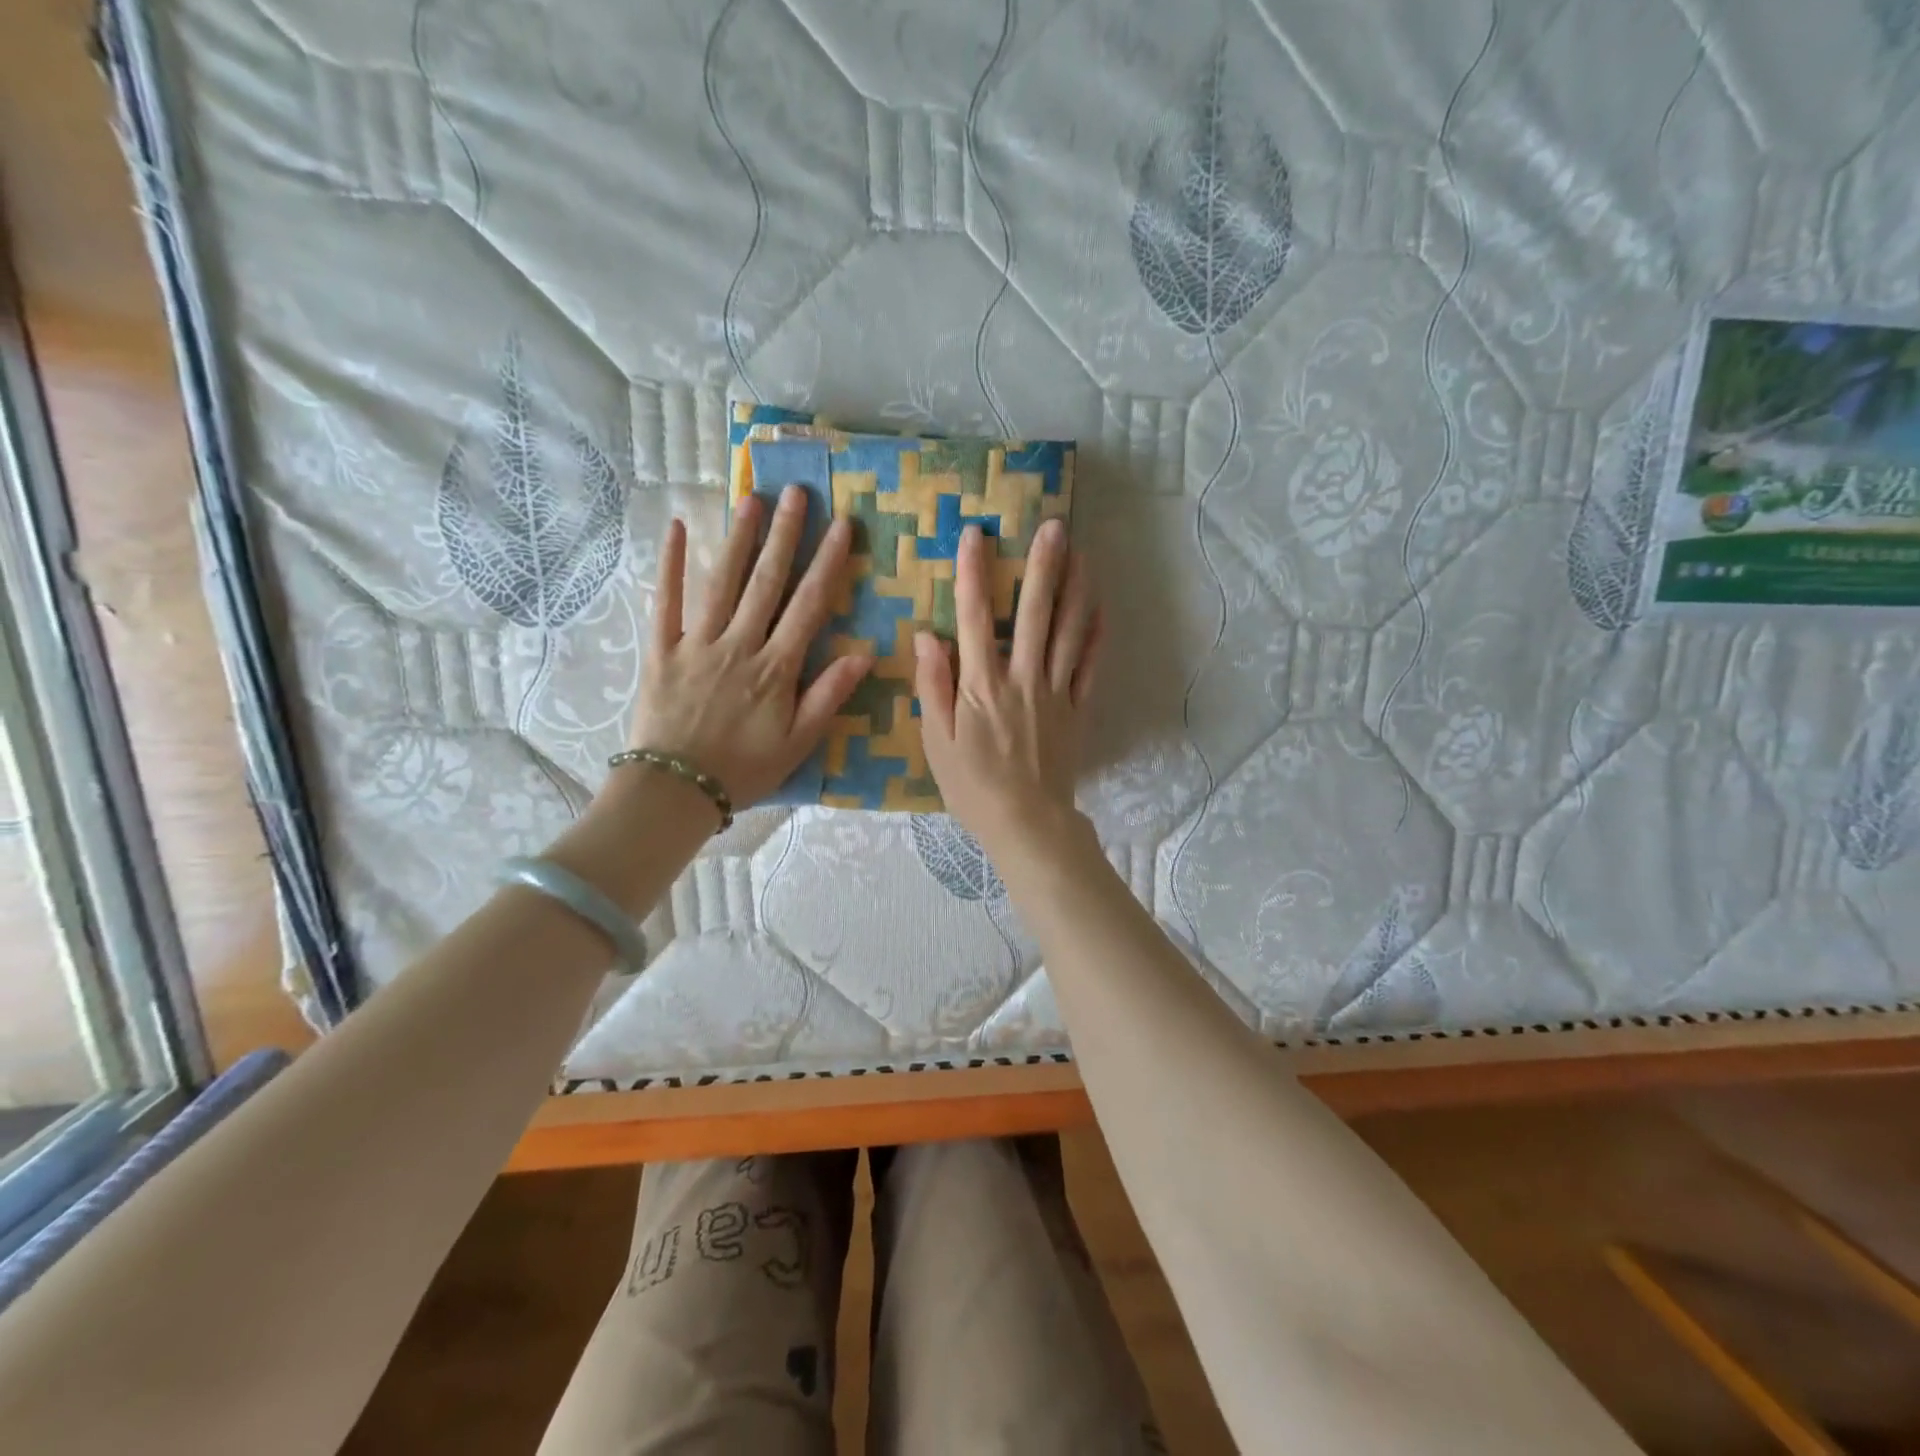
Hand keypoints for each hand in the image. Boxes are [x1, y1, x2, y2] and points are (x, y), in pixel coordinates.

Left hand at [628, 486, 871, 808]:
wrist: (676, 789)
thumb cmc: (745, 769)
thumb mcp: (799, 742)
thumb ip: (828, 696)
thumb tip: (863, 654)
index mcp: (776, 667)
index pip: (809, 606)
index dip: (828, 564)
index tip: (842, 527)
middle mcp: (739, 644)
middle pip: (767, 582)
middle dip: (786, 536)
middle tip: (798, 492)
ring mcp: (697, 643)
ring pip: (722, 582)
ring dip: (740, 539)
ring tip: (753, 499)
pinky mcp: (662, 650)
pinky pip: (665, 602)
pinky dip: (670, 565)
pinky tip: (678, 528)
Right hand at [914, 519, 1102, 857]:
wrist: (1026, 823)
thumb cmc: (972, 787)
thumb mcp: (936, 742)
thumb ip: (933, 686)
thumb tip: (928, 636)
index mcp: (981, 685)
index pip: (974, 618)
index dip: (974, 574)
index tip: (976, 534)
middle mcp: (1022, 679)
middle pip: (1034, 614)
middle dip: (1043, 567)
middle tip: (1054, 526)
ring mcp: (1055, 693)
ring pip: (1068, 633)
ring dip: (1076, 591)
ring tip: (1083, 554)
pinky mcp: (1077, 710)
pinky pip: (1090, 668)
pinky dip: (1096, 637)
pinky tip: (1101, 610)